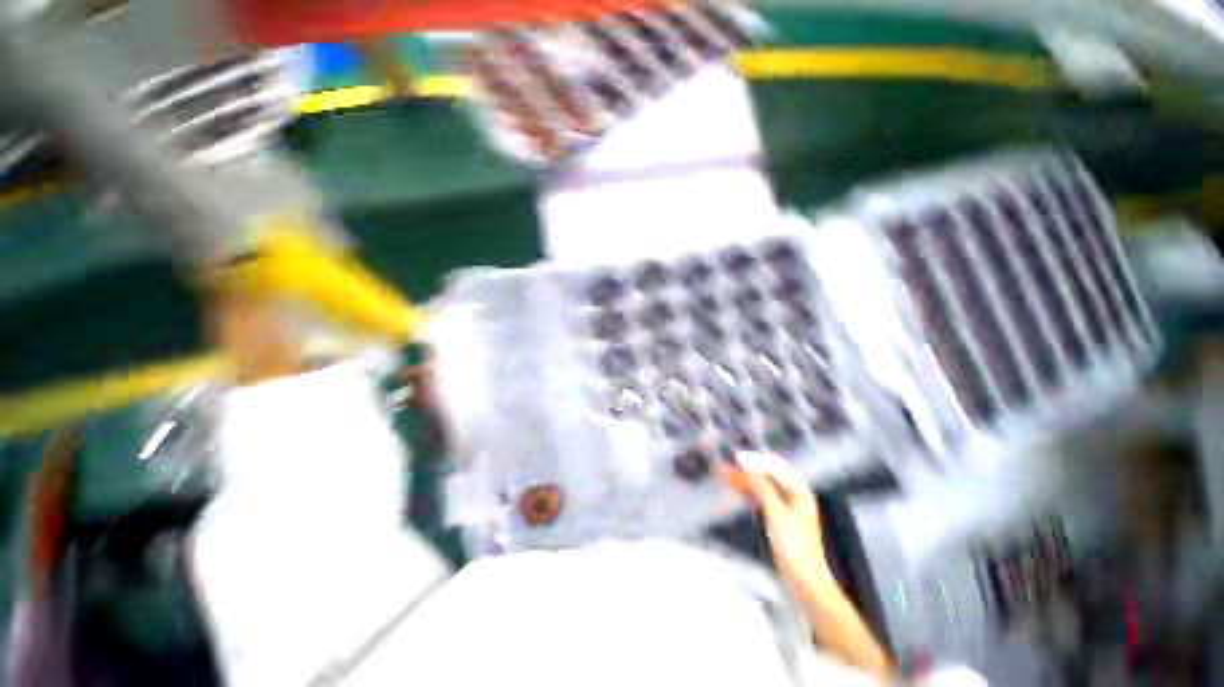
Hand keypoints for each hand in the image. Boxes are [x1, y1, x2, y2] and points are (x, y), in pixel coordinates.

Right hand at [722, 451, 893, 679]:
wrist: (805, 582)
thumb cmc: (794, 546)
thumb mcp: (776, 512)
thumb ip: (761, 485)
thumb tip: (744, 461)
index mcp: (799, 489)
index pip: (775, 464)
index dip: (755, 458)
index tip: (734, 457)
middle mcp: (793, 492)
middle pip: (768, 473)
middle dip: (748, 468)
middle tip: (725, 466)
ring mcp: (786, 505)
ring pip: (763, 484)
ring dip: (745, 479)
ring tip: (725, 476)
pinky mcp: (778, 516)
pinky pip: (761, 496)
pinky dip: (748, 491)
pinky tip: (735, 490)